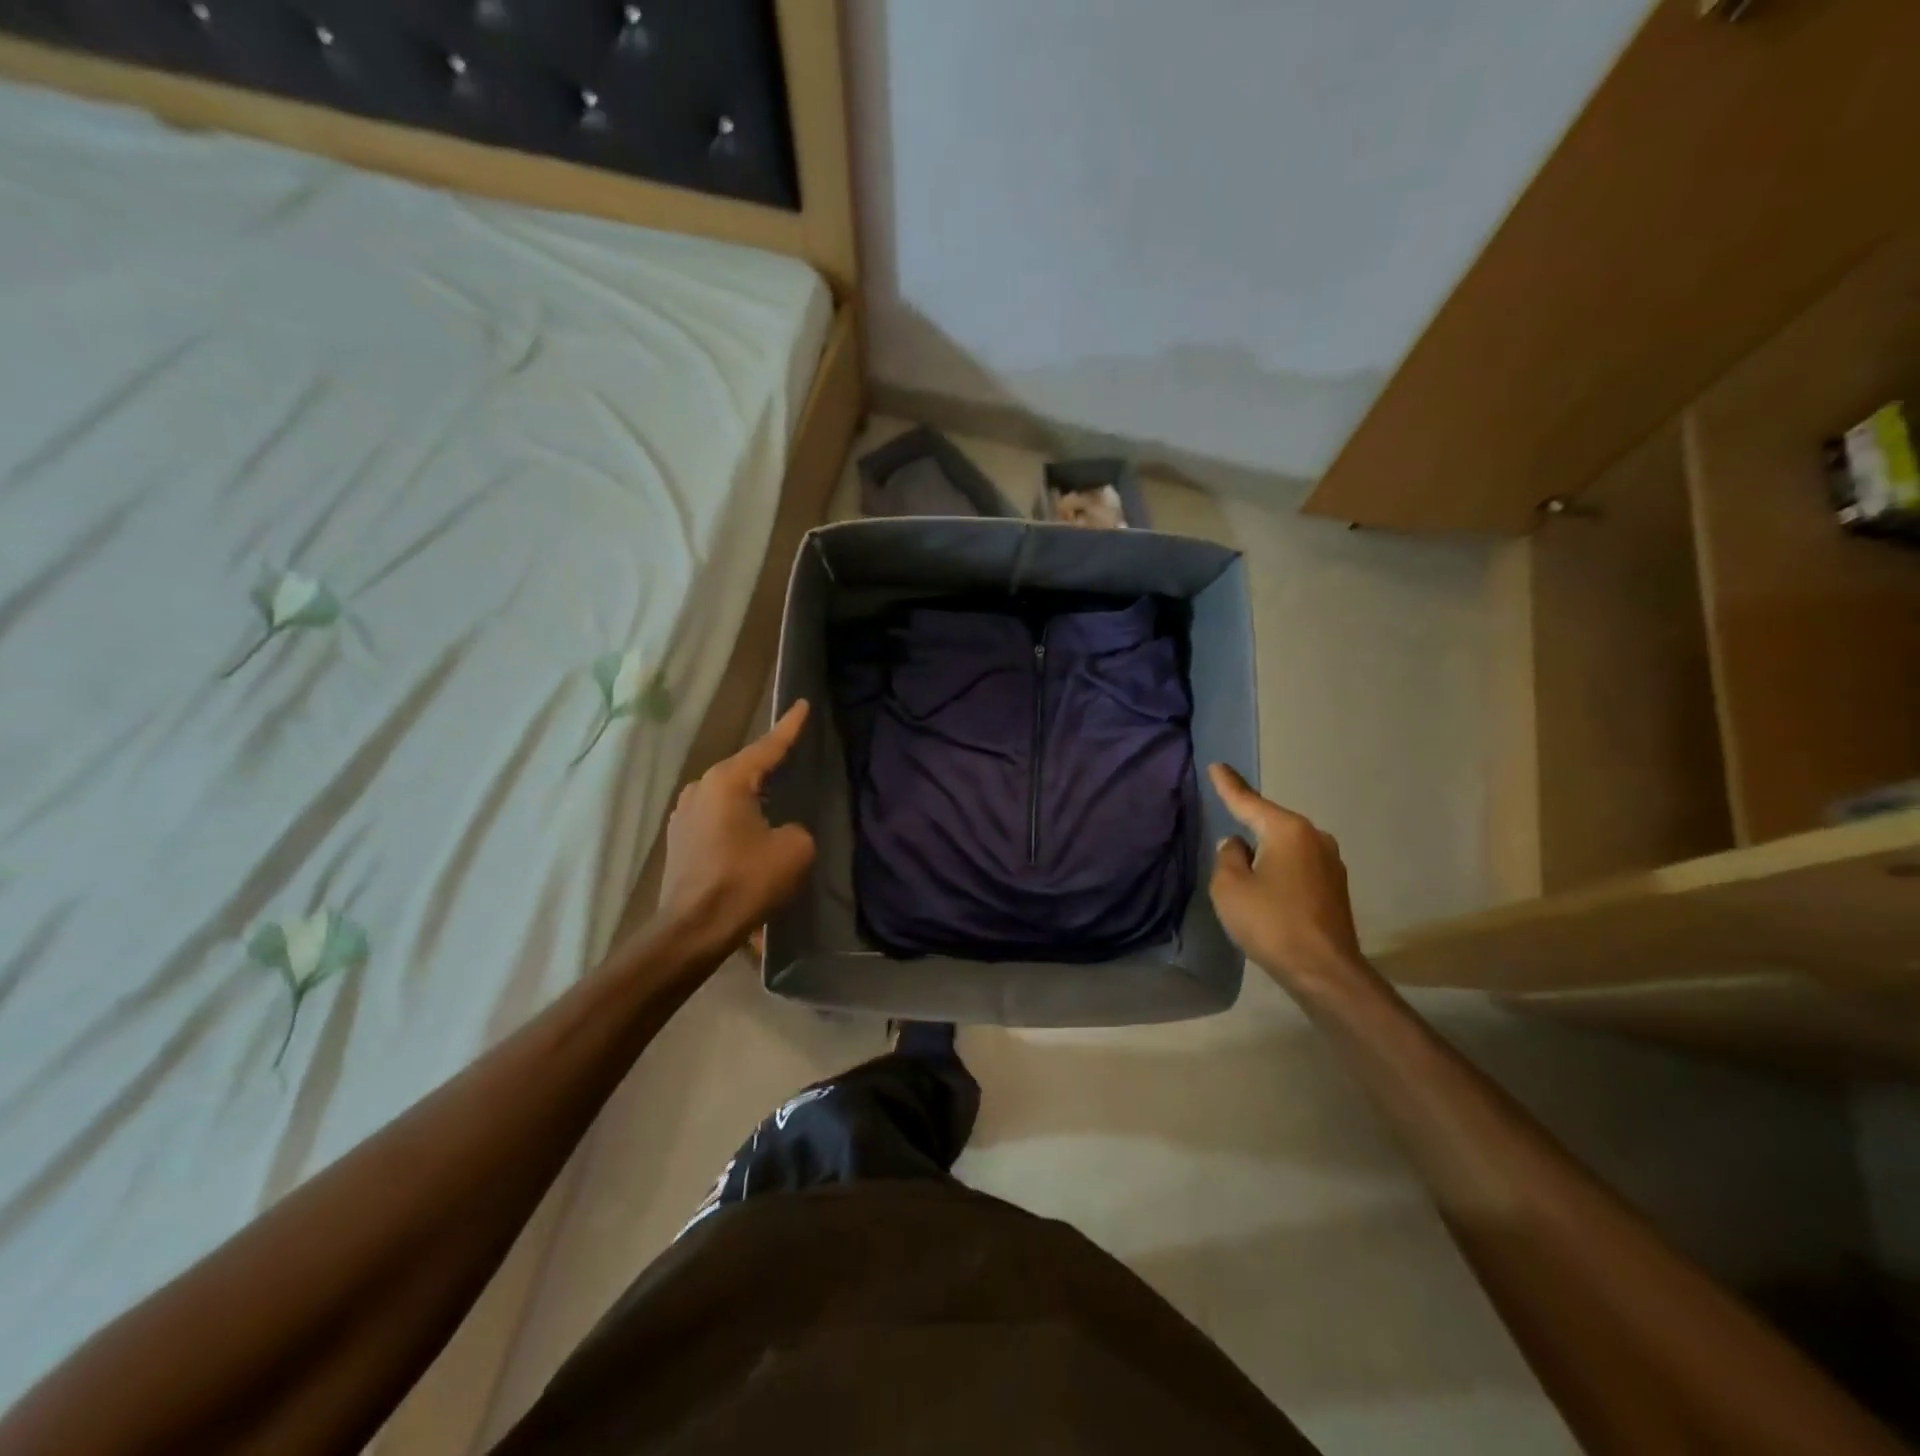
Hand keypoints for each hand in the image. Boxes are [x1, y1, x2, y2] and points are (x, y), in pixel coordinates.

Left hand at [657, 701, 816, 961]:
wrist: (694, 928)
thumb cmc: (746, 880)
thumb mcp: (794, 848)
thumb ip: (796, 827)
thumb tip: (781, 830)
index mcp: (728, 780)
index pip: (767, 746)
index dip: (789, 727)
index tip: (801, 705)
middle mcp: (700, 788)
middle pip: (744, 768)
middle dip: (768, 766)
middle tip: (792, 759)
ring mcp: (684, 813)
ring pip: (728, 794)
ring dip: (751, 797)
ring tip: (773, 802)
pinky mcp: (679, 839)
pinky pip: (716, 816)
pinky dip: (736, 818)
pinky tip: (749, 834)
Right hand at [1207, 763, 1363, 990]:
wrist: (1324, 971)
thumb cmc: (1271, 922)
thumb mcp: (1230, 887)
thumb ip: (1228, 857)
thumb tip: (1237, 846)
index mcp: (1287, 830)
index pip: (1249, 801)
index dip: (1229, 785)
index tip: (1217, 766)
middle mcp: (1314, 838)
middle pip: (1272, 823)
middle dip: (1250, 821)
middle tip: (1228, 815)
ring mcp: (1330, 864)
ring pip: (1286, 846)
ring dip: (1266, 850)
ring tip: (1244, 861)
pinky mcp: (1335, 889)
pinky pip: (1298, 866)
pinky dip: (1279, 869)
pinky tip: (1267, 886)